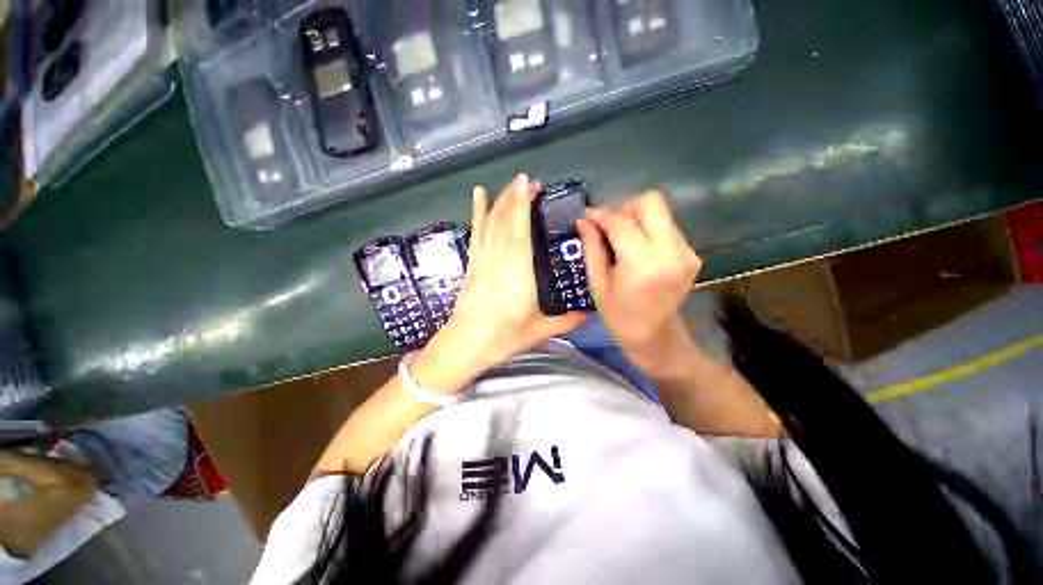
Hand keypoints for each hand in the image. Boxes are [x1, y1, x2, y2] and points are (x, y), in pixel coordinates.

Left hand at [410, 175, 587, 390]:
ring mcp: (483, 259)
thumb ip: (567, 321)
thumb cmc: (504, 336)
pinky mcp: (473, 263)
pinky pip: (476, 233)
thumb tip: (591, 314)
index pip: (519, 232)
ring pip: (491, 223)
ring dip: (501, 201)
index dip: (523, 206)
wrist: (467, 343)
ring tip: (511, 184)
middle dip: (515, 198)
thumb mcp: (540, 331)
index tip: (529, 185)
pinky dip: (477, 213)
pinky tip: (478, 195)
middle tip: (528, 181)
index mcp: (518, 273)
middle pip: (506, 222)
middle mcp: (499, 260)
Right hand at [577, 190, 701, 379]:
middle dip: (625, 209)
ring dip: (637, 220)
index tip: (588, 218)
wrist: (653, 334)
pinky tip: (638, 250)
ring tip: (623, 242)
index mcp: (643, 264)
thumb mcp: (597, 283)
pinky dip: (649, 231)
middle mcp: (671, 252)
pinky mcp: (692, 254)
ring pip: (660, 212)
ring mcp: (686, 252)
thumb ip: (591, 248)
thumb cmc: (618, 314)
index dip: (602, 216)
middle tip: (611, 230)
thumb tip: (584, 220)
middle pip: (651, 202)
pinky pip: (667, 226)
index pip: (622, 222)